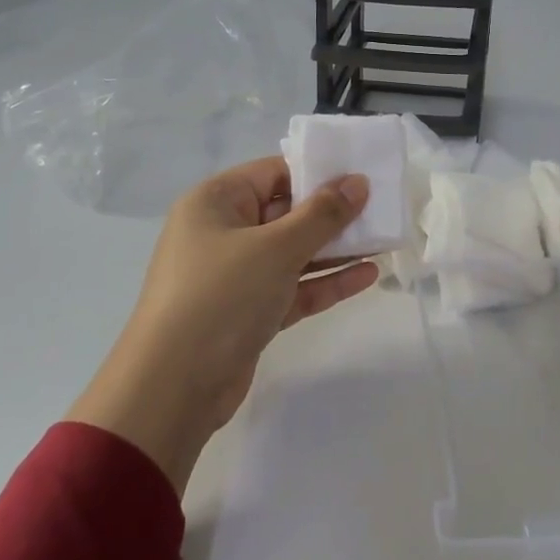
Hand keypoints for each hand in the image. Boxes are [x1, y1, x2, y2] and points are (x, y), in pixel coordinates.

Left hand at [67, 156, 378, 489]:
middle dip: (333, 213)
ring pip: (293, 253)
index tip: (363, 175)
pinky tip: (367, 276)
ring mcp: (235, 275)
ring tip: (385, 241)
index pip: (274, 174)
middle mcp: (222, 232)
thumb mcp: (276, 248)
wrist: (173, 387)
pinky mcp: (249, 312)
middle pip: (286, 213)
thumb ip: (322, 214)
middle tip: (382, 209)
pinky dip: (325, 282)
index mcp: (215, 202)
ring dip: (336, 250)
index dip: (318, 172)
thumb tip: (358, 181)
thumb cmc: (221, 296)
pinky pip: (293, 287)